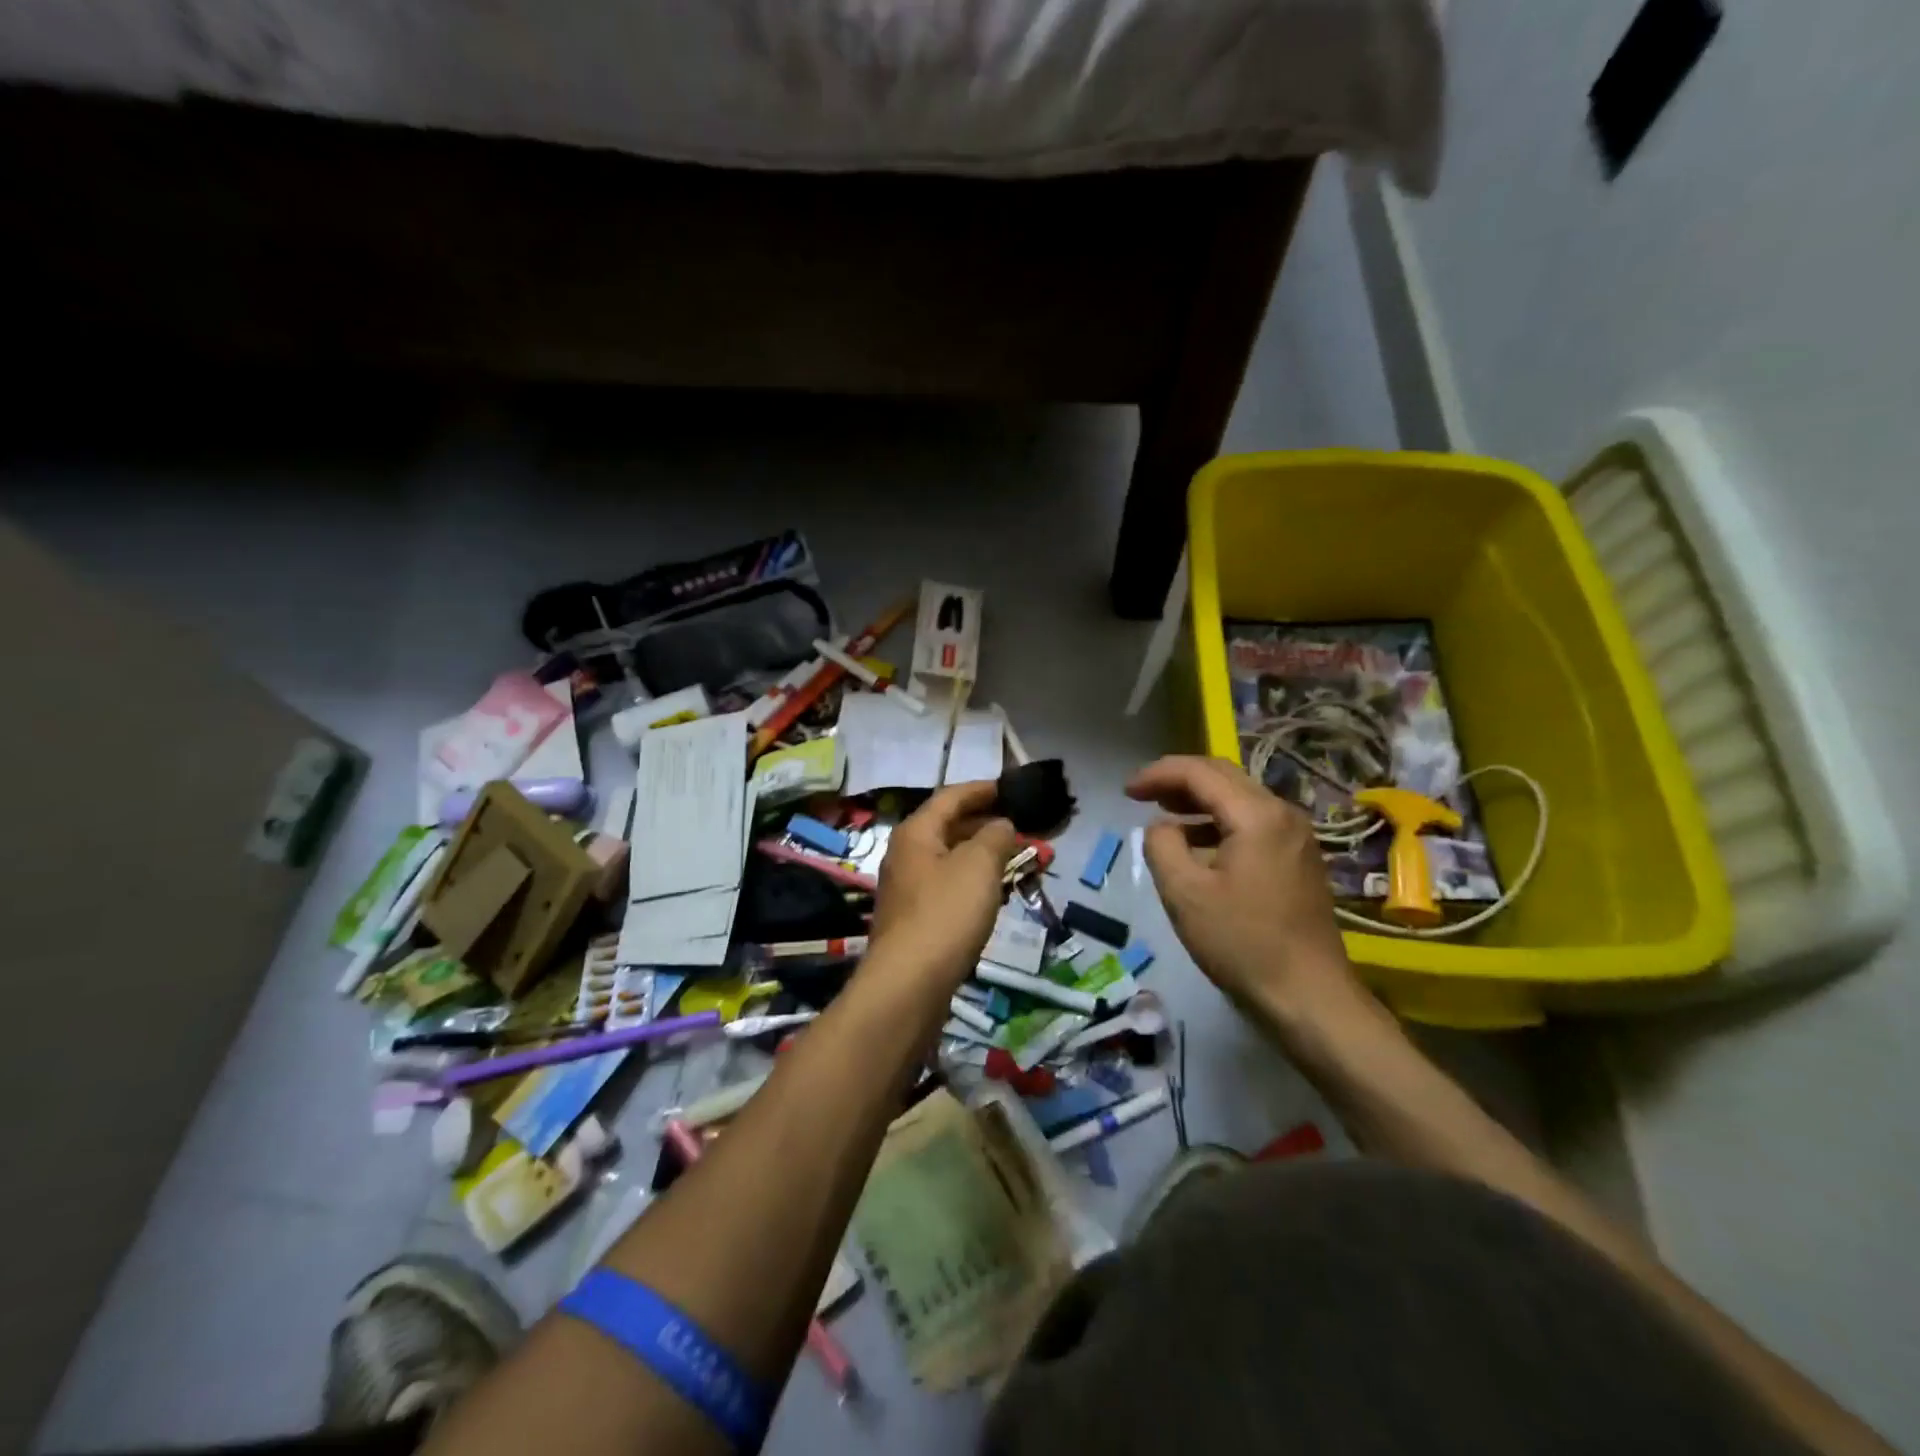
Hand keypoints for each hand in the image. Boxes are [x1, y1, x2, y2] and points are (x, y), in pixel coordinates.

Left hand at [867, 780, 1017, 995]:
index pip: (950, 797)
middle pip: (947, 827)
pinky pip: (947, 887)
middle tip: (1020, 826)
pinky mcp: (914, 920)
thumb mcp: (979, 866)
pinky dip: (972, 881)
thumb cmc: (946, 914)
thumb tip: (1001, 825)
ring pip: (949, 859)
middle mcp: (905, 855)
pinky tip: (992, 894)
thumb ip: (995, 837)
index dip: (982, 790)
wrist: (909, 984)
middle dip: (984, 824)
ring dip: (980, 854)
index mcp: (916, 833)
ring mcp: (907, 889)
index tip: (1011, 788)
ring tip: (1014, 857)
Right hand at [1127, 755, 1366, 1028]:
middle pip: (1223, 776)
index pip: (1199, 773)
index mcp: (1256, 815)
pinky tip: (1198, 844)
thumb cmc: (1241, 943)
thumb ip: (1162, 845)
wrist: (1308, 996)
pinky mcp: (1298, 858)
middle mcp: (1282, 813)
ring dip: (1198, 799)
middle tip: (1141, 794)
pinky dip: (1219, 821)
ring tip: (1163, 814)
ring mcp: (1295, 836)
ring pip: (1239, 798)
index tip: (1126, 791)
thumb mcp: (1184, 893)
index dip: (1158, 774)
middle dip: (1178, 779)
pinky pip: (1252, 822)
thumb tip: (1162, 826)